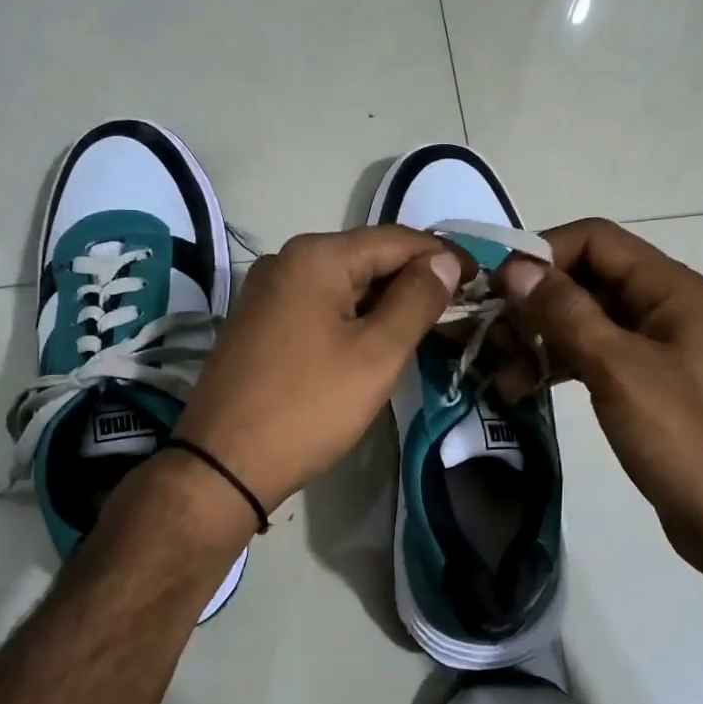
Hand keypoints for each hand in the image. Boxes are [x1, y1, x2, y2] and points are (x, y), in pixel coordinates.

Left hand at [177, 227, 463, 511]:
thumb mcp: (377, 353)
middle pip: (368, 257)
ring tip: (427, 325)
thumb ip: (417, 299)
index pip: (396, 239)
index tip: (480, 280)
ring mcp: (267, 291)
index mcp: (316, 256)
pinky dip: (355, 315)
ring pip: (344, 283)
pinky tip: (376, 339)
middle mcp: (287, 260)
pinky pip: (320, 304)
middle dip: (415, 279)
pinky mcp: (259, 321)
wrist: (222, 464)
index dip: (442, 256)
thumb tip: (444, 260)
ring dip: (386, 299)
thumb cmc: (309, 406)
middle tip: (458, 308)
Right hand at [489, 218, 702, 573]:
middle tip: (488, 336)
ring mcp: (653, 347)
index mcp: (669, 289)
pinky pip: (590, 357)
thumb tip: (516, 268)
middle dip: (533, 303)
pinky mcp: (642, 384)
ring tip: (499, 376)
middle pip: (584, 280)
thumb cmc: (685, 438)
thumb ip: (566, 313)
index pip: (595, 241)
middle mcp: (662, 307)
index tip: (495, 287)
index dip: (542, 254)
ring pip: (582, 322)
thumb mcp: (619, 370)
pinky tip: (521, 390)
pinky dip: (556, 367)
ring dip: (538, 340)